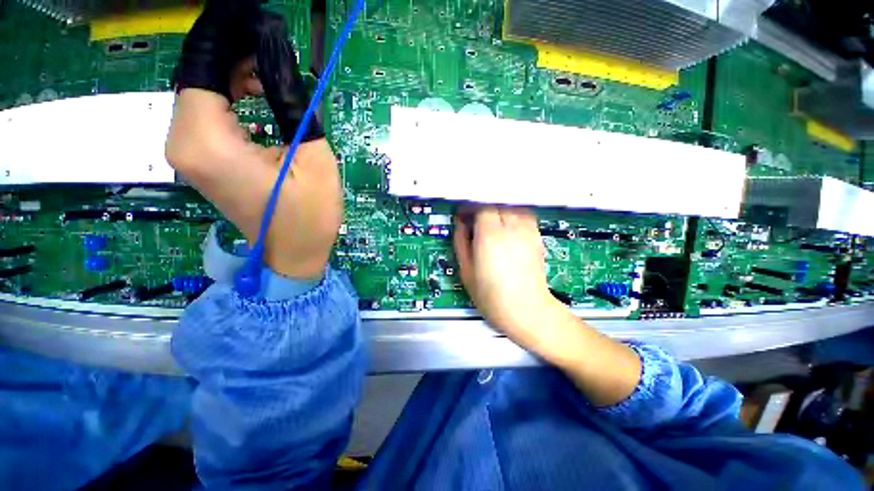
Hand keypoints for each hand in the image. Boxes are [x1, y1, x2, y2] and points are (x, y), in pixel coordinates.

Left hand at [166, 1, 340, 280]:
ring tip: (271, 69)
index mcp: (207, 141)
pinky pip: (207, 112)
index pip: (203, 64)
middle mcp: (183, 142)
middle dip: (233, 52)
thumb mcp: (312, 156)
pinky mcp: (201, 159)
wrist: (294, 253)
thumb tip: (278, 53)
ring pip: (201, 91)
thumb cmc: (310, 215)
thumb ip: (292, 101)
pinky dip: (230, 95)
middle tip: (272, 43)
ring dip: (234, 73)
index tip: (259, 19)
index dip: (230, 37)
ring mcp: (188, 152)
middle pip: (197, 74)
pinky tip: (258, 93)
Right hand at [453, 206, 562, 345]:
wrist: (526, 309)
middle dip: (483, 207)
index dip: (469, 207)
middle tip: (474, 219)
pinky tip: (507, 228)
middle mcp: (511, 227)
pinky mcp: (537, 236)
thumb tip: (460, 223)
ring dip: (499, 209)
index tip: (462, 215)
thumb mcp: (466, 270)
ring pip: (512, 205)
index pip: (481, 206)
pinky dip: (513, 214)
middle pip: (497, 202)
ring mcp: (528, 230)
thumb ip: (460, 242)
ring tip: (491, 222)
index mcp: (490, 235)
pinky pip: (524, 215)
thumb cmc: (490, 295)